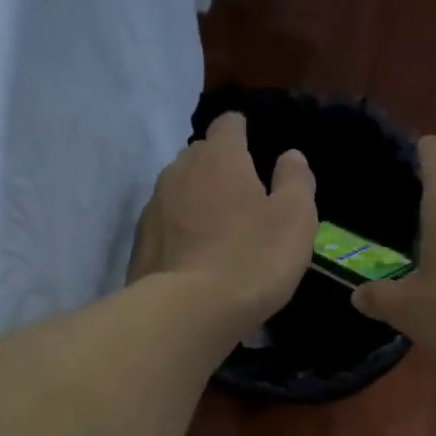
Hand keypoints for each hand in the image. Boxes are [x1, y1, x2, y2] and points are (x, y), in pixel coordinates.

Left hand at [129, 112, 317, 325]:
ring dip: (197, 202)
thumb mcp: (294, 220)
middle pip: (200, 156)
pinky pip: (165, 226)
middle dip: (219, 169)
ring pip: (179, 191)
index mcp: (220, 157)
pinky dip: (179, 233)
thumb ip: (295, 182)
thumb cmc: (251, 259)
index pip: (229, 124)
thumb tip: (290, 156)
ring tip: (216, 232)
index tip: (255, 150)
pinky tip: (194, 259)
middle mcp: (179, 170)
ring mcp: (153, 207)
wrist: (186, 312)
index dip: (243, 133)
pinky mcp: (139, 243)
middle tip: (241, 198)